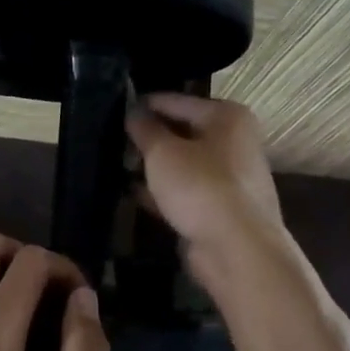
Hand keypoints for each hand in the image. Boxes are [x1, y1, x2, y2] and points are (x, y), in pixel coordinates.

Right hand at [126, 94, 285, 285]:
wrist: (237, 249)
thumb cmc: (200, 187)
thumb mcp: (163, 152)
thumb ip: (145, 129)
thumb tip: (133, 112)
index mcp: (227, 117)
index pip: (177, 101)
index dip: (145, 104)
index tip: (115, 108)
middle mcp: (234, 142)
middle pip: (183, 132)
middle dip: (150, 137)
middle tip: (113, 139)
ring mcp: (230, 178)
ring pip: (183, 164)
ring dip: (155, 166)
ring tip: (118, 164)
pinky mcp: (220, 209)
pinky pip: (186, 192)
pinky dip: (163, 192)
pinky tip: (135, 194)